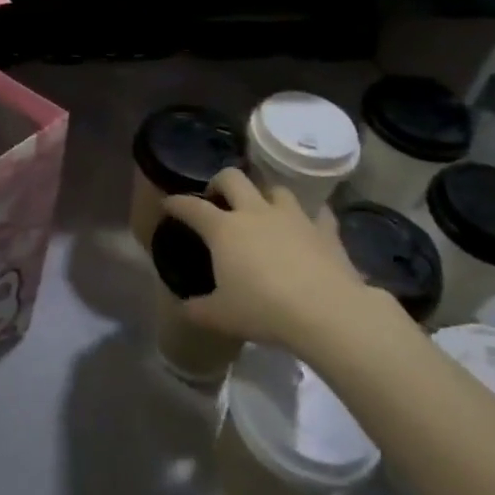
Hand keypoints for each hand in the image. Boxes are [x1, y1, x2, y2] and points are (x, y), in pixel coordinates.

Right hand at [162, 171, 383, 348]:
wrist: (326, 312)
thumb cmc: (264, 310)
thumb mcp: (221, 316)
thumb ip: (198, 310)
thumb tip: (184, 308)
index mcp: (224, 229)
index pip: (192, 207)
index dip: (177, 203)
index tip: (168, 204)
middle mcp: (255, 212)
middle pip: (232, 178)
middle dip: (220, 182)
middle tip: (217, 199)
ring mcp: (293, 217)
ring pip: (275, 189)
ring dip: (265, 196)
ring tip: (263, 211)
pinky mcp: (324, 229)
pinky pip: (317, 213)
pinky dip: (310, 217)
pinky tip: (309, 227)